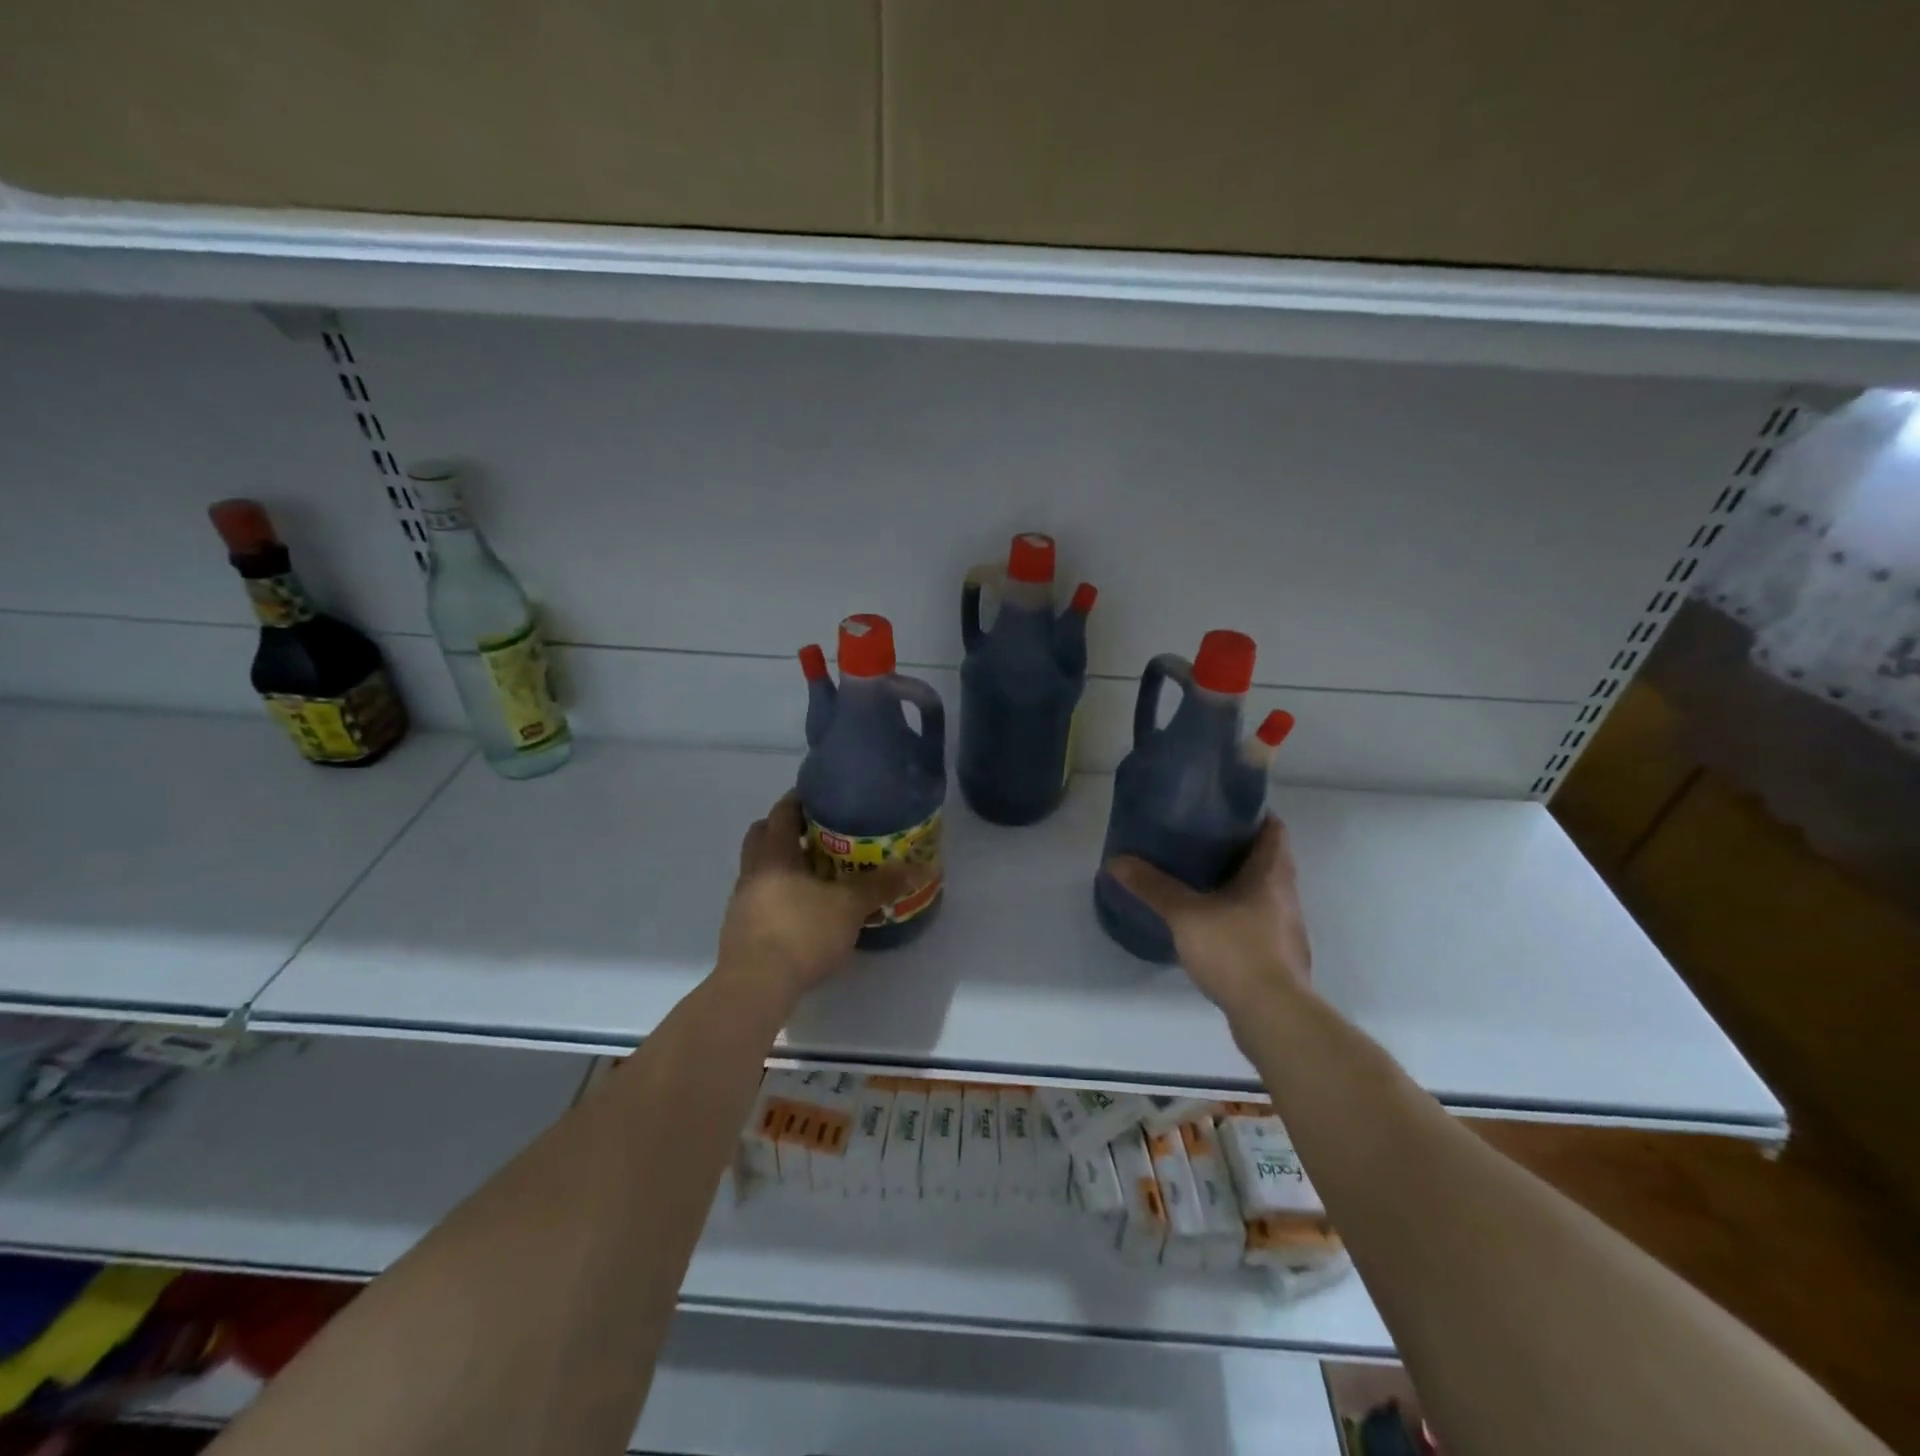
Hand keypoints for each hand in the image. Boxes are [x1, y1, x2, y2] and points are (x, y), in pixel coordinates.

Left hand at [715, 791, 923, 1006]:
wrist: (755, 988)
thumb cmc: (801, 933)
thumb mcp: (850, 906)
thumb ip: (882, 885)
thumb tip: (922, 867)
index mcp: (774, 854)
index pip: (782, 811)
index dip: (800, 799)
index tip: (823, 796)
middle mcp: (753, 872)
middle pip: (763, 836)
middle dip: (788, 830)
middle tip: (820, 833)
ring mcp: (742, 903)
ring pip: (761, 869)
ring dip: (785, 865)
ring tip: (819, 874)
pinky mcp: (742, 931)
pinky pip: (763, 899)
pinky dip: (782, 895)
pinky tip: (806, 911)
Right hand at [1104, 817, 1311, 1021]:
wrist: (1274, 1016)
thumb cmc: (1237, 951)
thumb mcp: (1186, 915)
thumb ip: (1152, 887)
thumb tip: (1116, 861)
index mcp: (1271, 874)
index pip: (1274, 829)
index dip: (1253, 814)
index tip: (1222, 809)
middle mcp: (1286, 895)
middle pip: (1268, 859)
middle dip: (1238, 848)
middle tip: (1199, 840)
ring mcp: (1286, 928)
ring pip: (1263, 892)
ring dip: (1238, 883)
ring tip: (1198, 879)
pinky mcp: (1279, 956)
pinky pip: (1258, 921)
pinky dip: (1237, 914)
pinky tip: (1209, 924)